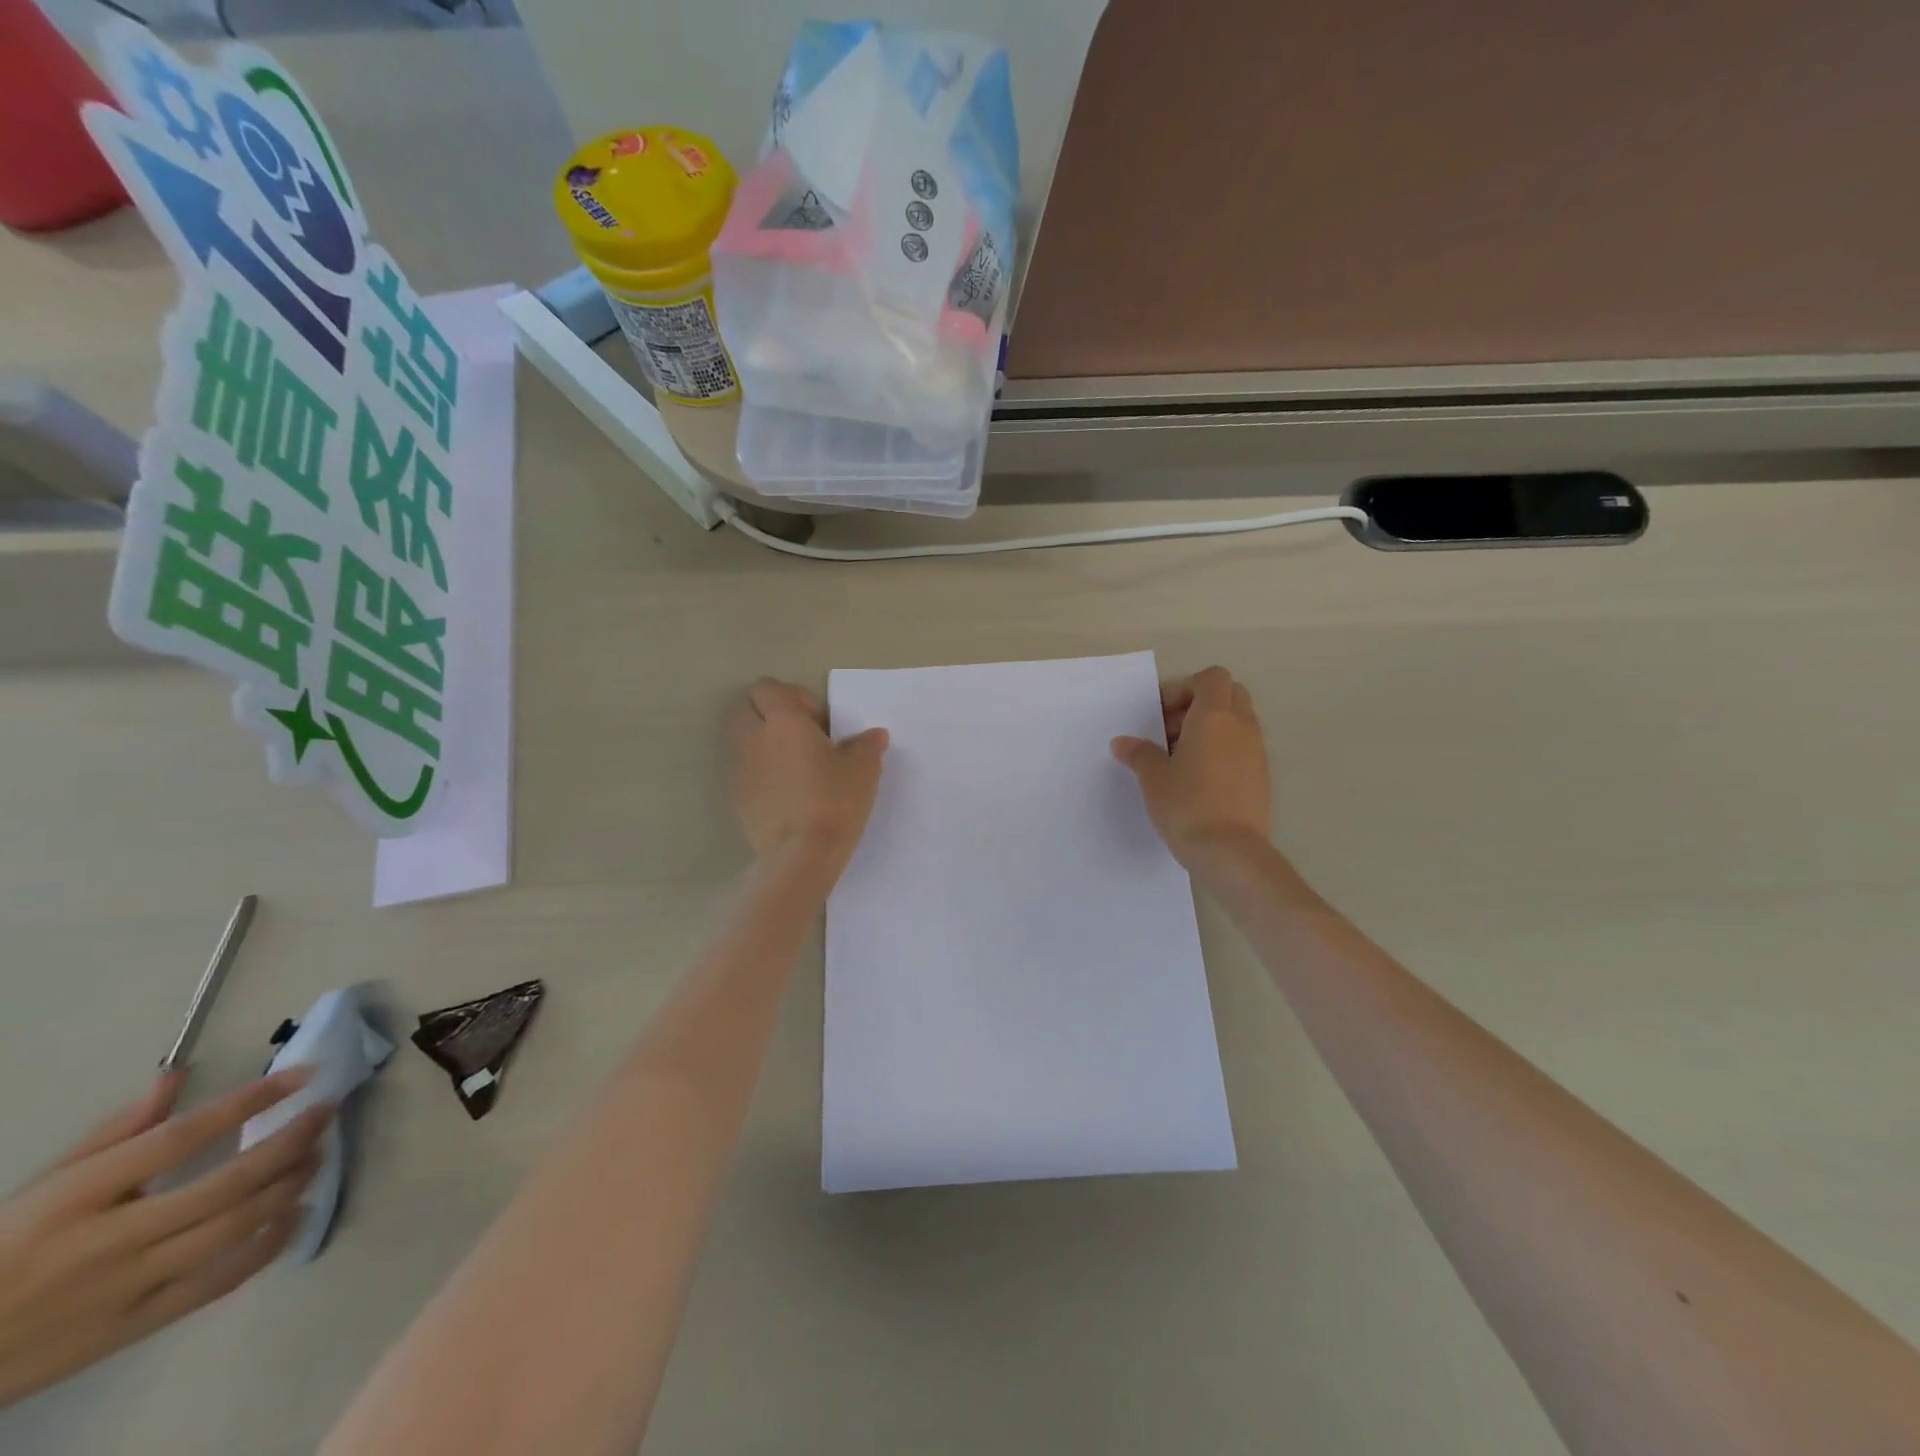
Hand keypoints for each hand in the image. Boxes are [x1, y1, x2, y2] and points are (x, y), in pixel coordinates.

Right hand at [0, 1067, 329, 1408]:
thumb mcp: (44, 1186)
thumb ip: (117, 1131)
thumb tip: (177, 1074)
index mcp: (79, 1198)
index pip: (184, 1136)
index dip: (253, 1100)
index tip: (305, 1074)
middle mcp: (109, 1241)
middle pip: (226, 1184)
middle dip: (291, 1141)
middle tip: (327, 1112)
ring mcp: (126, 1288)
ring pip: (235, 1229)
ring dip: (290, 1186)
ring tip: (319, 1154)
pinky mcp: (135, 1328)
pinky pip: (219, 1282)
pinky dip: (269, 1245)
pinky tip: (298, 1214)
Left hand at [729, 680, 888, 880]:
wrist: (801, 856)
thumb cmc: (835, 801)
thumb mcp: (864, 770)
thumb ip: (867, 745)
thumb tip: (874, 735)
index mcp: (782, 722)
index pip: (768, 688)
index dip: (793, 697)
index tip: (819, 723)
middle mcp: (753, 739)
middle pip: (746, 709)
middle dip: (771, 716)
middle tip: (804, 739)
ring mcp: (740, 770)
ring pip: (743, 741)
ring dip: (765, 745)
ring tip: (797, 769)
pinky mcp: (737, 799)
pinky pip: (745, 773)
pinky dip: (762, 774)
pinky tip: (788, 796)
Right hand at [1112, 666, 1272, 865]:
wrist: (1231, 853)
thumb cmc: (1187, 805)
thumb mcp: (1153, 778)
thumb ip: (1139, 753)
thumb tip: (1123, 743)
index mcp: (1215, 716)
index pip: (1211, 678)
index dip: (1184, 688)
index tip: (1160, 716)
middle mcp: (1242, 727)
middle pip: (1229, 694)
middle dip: (1199, 704)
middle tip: (1170, 732)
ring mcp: (1256, 752)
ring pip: (1237, 722)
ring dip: (1210, 730)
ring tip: (1180, 760)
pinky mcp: (1261, 777)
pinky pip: (1242, 748)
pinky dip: (1222, 751)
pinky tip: (1198, 781)